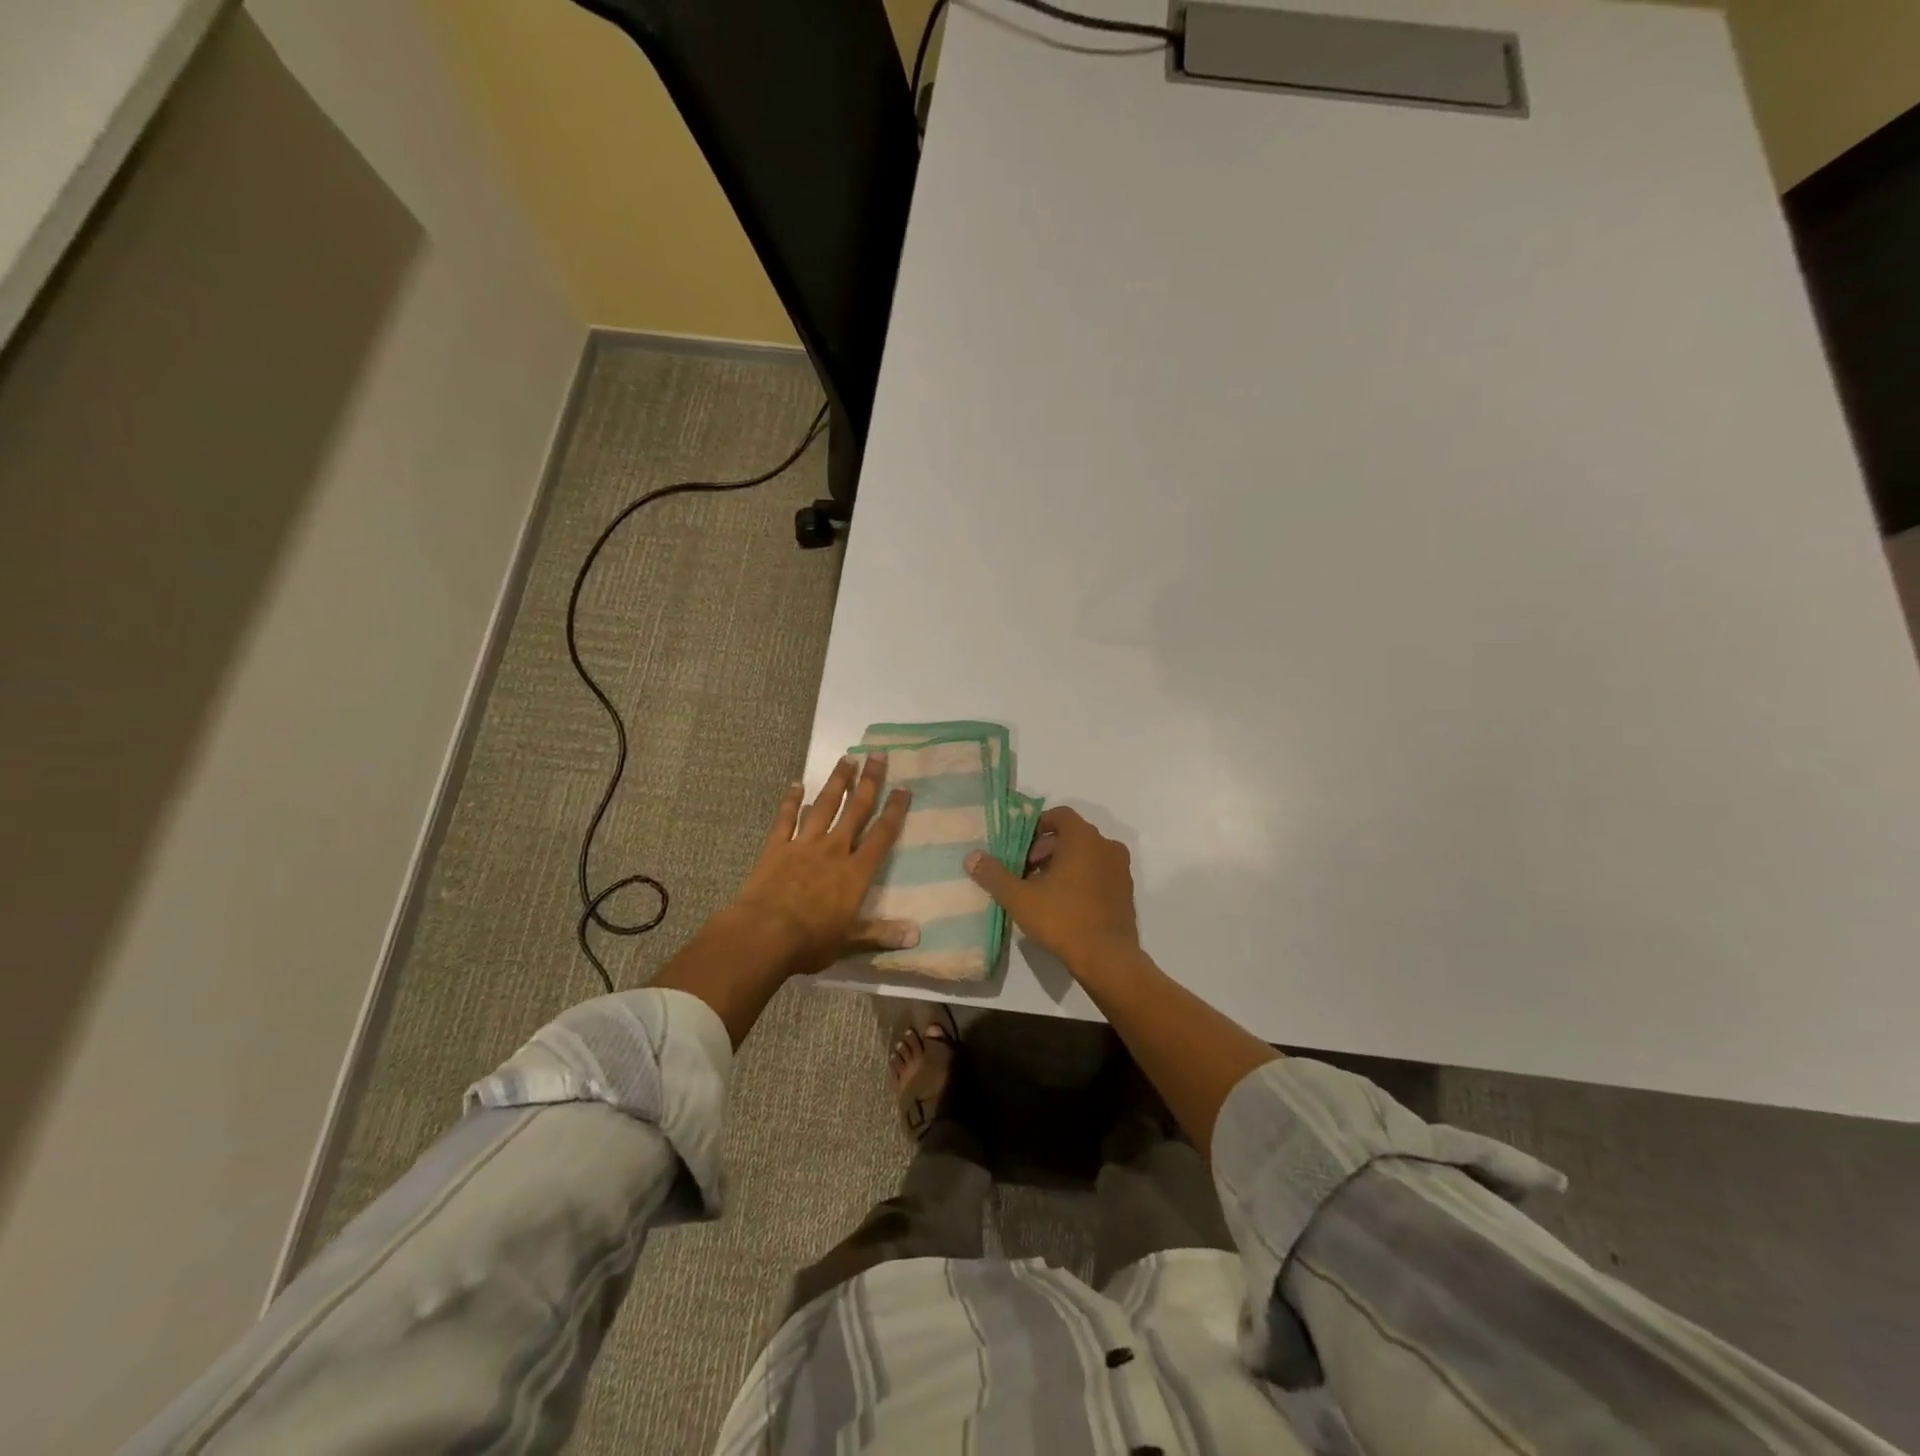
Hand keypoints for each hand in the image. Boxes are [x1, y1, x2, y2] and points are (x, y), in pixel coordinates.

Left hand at [727, 753, 915, 976]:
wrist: (763, 935)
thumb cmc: (811, 941)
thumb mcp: (850, 941)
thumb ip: (881, 933)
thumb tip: (916, 936)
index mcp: (855, 872)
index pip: (882, 835)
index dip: (894, 811)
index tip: (903, 788)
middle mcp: (834, 850)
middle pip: (855, 810)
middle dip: (869, 782)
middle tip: (877, 755)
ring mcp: (804, 844)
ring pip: (824, 806)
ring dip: (836, 782)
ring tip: (846, 759)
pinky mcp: (776, 847)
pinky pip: (786, 818)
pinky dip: (791, 801)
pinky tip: (796, 784)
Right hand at [964, 807, 1137, 971]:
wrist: (1108, 959)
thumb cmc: (1063, 919)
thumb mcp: (1020, 898)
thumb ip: (994, 875)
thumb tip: (972, 857)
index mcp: (1084, 838)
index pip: (1059, 815)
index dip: (1036, 827)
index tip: (1020, 848)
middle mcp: (1107, 846)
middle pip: (1072, 835)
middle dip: (1046, 849)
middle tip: (1027, 872)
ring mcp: (1121, 869)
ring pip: (1087, 855)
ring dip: (1064, 864)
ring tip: (1042, 890)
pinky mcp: (1127, 891)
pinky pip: (1100, 873)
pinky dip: (1082, 878)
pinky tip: (1065, 904)